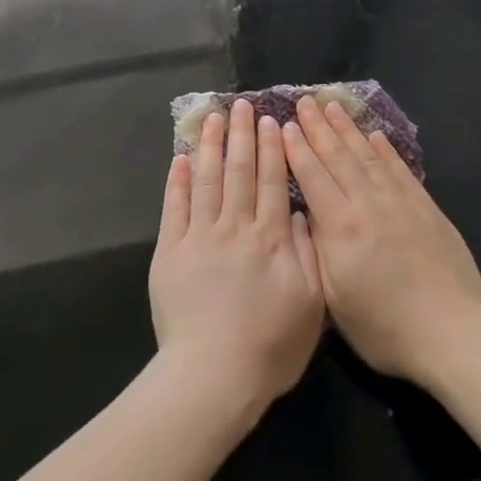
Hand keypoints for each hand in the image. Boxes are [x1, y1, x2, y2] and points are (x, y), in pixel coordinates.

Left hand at [148, 100, 325, 415]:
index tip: (269, 121)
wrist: (214, 376)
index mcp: (271, 238)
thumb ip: (307, 252)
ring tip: (212, 118)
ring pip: (206, 180)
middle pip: (239, 171)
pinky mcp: (170, 251)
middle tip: (240, 104)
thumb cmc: (270, 347)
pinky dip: (177, 180)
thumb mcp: (310, 304)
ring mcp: (199, 237)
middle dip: (241, 135)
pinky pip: (174, 207)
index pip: (273, 182)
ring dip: (209, 146)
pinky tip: (180, 157)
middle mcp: (235, 227)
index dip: (271, 149)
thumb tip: (302, 211)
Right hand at [283, 95, 480, 386]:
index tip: (284, 124)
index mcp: (341, 227)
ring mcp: (400, 202)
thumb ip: (318, 250)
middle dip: (318, 127)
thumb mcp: (334, 298)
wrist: (453, 333)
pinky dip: (385, 150)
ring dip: (348, 129)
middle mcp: (368, 204)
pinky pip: (400, 169)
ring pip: (368, 156)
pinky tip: (376, 136)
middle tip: (304, 101)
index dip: (297, 148)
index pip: (313, 176)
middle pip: (338, 157)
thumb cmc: (385, 327)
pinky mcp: (426, 208)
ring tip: (333, 106)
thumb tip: (306, 213)